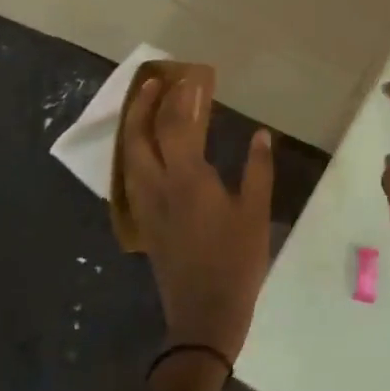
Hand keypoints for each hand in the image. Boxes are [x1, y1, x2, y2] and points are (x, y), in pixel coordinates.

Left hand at [122, 72, 274, 360]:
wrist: (204, 314)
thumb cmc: (236, 262)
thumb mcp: (256, 214)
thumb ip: (258, 170)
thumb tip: (260, 134)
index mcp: (187, 179)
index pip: (177, 125)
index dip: (183, 98)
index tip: (193, 77)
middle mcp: (158, 185)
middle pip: (140, 134)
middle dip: (145, 102)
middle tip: (156, 80)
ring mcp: (145, 204)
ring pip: (129, 154)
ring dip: (134, 124)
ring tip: (145, 104)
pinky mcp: (143, 220)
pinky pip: (130, 174)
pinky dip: (134, 150)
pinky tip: (145, 149)